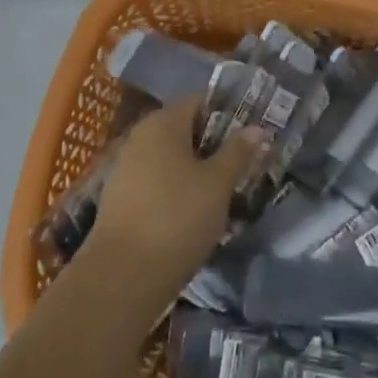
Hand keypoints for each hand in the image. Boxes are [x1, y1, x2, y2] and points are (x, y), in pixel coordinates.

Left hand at [83, 97, 263, 306]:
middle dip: (214, 145)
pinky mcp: (121, 198)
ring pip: (171, 158)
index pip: (200, 101)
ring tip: (225, 192)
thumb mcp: (217, 184)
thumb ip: (237, 153)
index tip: (251, 134)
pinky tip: (195, 213)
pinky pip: (157, 181)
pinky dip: (177, 190)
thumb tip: (256, 128)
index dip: (227, 113)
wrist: (122, 276)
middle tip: (243, 164)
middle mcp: (141, 135)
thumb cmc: (177, 217)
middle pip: (185, 129)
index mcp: (164, 121)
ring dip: (196, 170)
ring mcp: (127, 167)